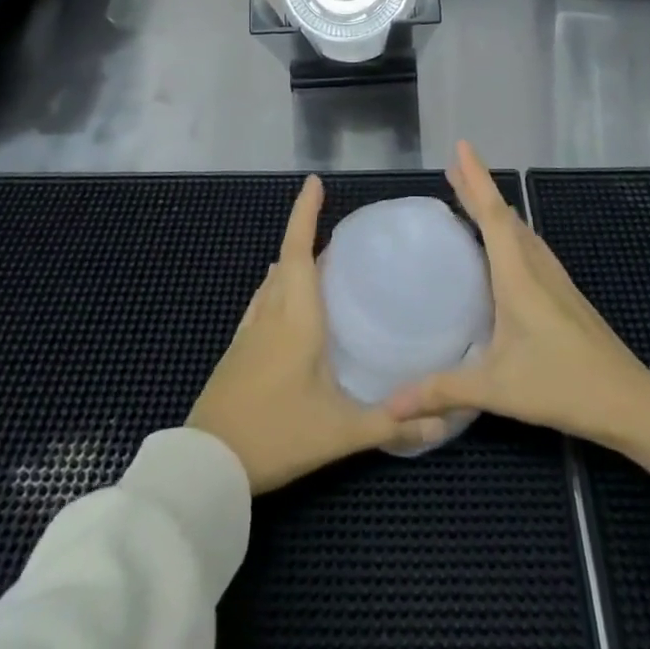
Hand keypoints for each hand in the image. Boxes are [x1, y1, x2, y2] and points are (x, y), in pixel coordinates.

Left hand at [188, 174, 445, 491]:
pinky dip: (279, 289)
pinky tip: (287, 307)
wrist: (206, 467)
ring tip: (319, 262)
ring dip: (292, 263)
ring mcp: (249, 332)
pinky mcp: (237, 352)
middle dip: (306, 235)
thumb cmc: (276, 435)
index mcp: (296, 316)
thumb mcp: (340, 432)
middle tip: (337, 231)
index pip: (298, 249)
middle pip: (287, 260)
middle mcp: (271, 313)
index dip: (305, 213)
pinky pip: (262, 304)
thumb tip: (443, 421)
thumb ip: (392, 423)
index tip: (314, 181)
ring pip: (272, 282)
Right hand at [386, 143, 649, 485]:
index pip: (492, 214)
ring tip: (471, 200)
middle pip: (504, 215)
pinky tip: (504, 248)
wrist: (629, 400)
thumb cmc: (562, 385)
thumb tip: (391, 405)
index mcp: (518, 274)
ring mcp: (554, 279)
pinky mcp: (564, 294)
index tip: (462, 146)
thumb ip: (443, 391)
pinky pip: (529, 247)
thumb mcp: (497, 389)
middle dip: (478, 188)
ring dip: (495, 209)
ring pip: (520, 230)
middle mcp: (536, 266)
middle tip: (453, 169)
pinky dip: (509, 232)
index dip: (475, 178)